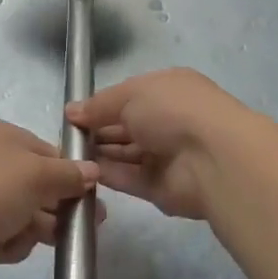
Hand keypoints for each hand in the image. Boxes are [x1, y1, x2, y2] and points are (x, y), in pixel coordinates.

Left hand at [0, 120, 98, 278]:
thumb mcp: (36, 175)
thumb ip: (68, 174)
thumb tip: (92, 170)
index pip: (46, 152)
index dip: (71, 174)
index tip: (93, 198)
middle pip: (35, 184)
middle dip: (57, 206)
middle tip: (82, 228)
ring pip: (20, 212)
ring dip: (33, 228)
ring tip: (46, 241)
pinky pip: (0, 233)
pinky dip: (8, 242)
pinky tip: (4, 248)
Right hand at [66, 68, 250, 221]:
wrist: (213, 158)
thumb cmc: (173, 110)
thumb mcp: (131, 94)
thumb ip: (99, 104)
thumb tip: (71, 112)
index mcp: (166, 91)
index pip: (127, 98)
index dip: (100, 106)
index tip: (72, 115)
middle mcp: (167, 121)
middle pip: (124, 127)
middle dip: (95, 131)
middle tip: (64, 137)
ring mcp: (165, 156)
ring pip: (124, 154)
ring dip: (98, 153)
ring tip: (66, 155)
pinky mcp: (160, 188)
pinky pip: (128, 178)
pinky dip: (106, 174)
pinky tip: (81, 171)